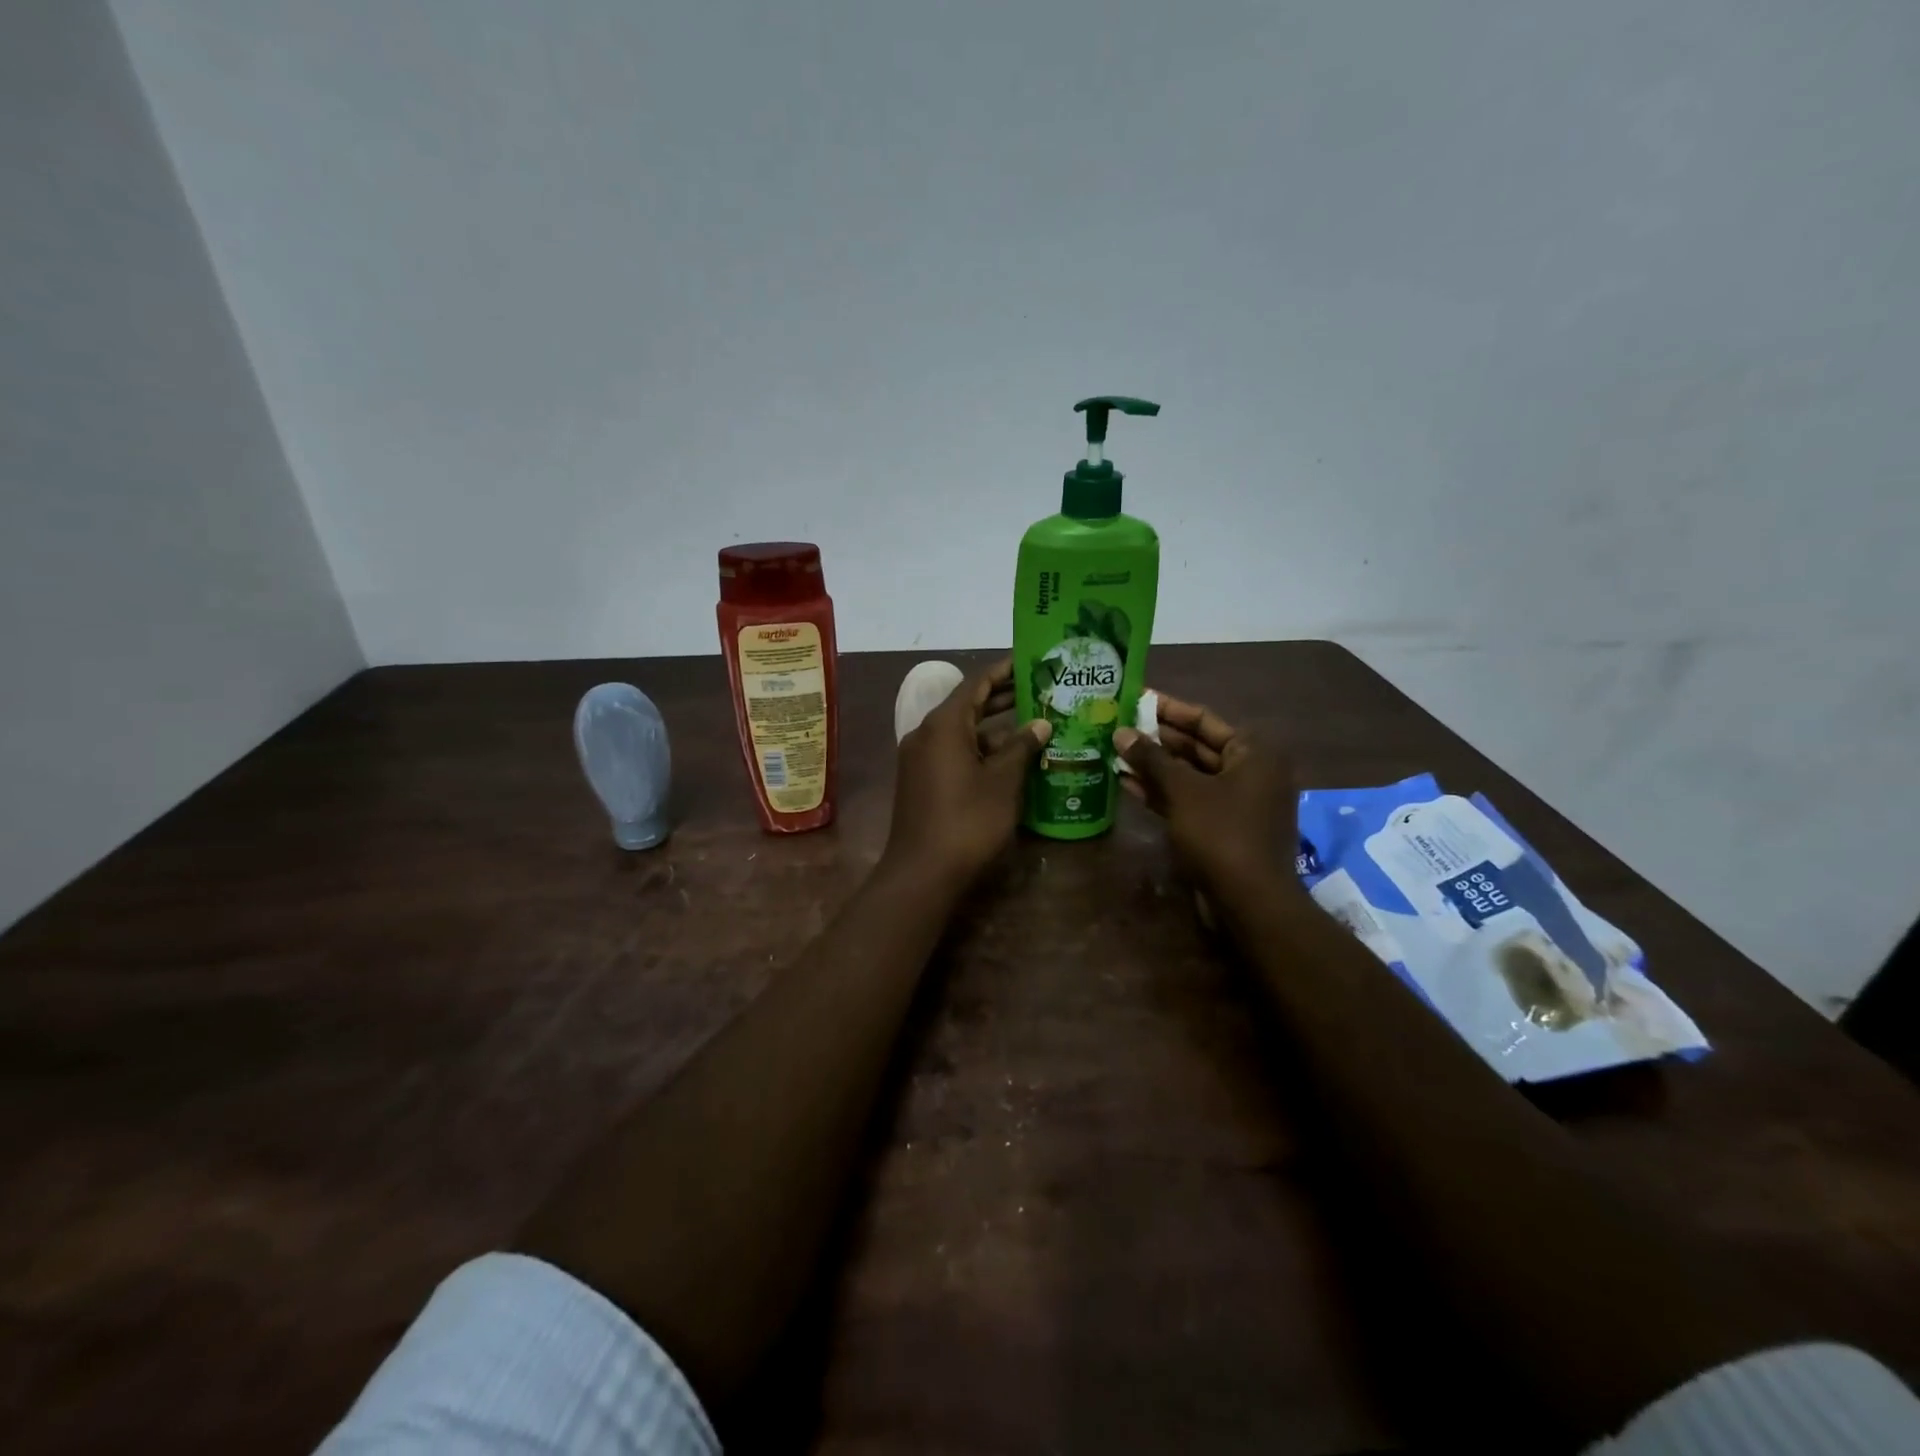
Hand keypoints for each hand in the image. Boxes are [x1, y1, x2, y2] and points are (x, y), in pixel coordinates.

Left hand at [885, 659, 1050, 889]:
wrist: (922, 872)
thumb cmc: (967, 820)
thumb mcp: (1002, 782)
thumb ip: (1021, 747)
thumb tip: (1039, 723)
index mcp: (944, 724)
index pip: (977, 683)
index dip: (1005, 670)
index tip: (1031, 662)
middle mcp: (927, 733)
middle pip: (968, 705)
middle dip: (1003, 698)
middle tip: (1041, 690)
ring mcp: (921, 758)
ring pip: (963, 732)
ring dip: (995, 727)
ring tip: (1035, 722)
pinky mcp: (922, 781)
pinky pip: (954, 752)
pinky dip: (981, 749)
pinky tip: (1010, 758)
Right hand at [1114, 695, 1296, 904]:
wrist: (1250, 902)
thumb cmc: (1222, 834)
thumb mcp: (1183, 791)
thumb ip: (1152, 758)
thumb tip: (1120, 732)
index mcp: (1253, 752)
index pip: (1204, 719)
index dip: (1167, 709)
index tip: (1135, 698)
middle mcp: (1250, 771)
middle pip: (1196, 746)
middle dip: (1156, 739)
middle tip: (1118, 726)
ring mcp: (1236, 801)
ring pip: (1189, 775)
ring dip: (1154, 766)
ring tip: (1114, 752)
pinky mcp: (1221, 827)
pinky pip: (1189, 799)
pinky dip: (1161, 792)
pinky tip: (1126, 783)